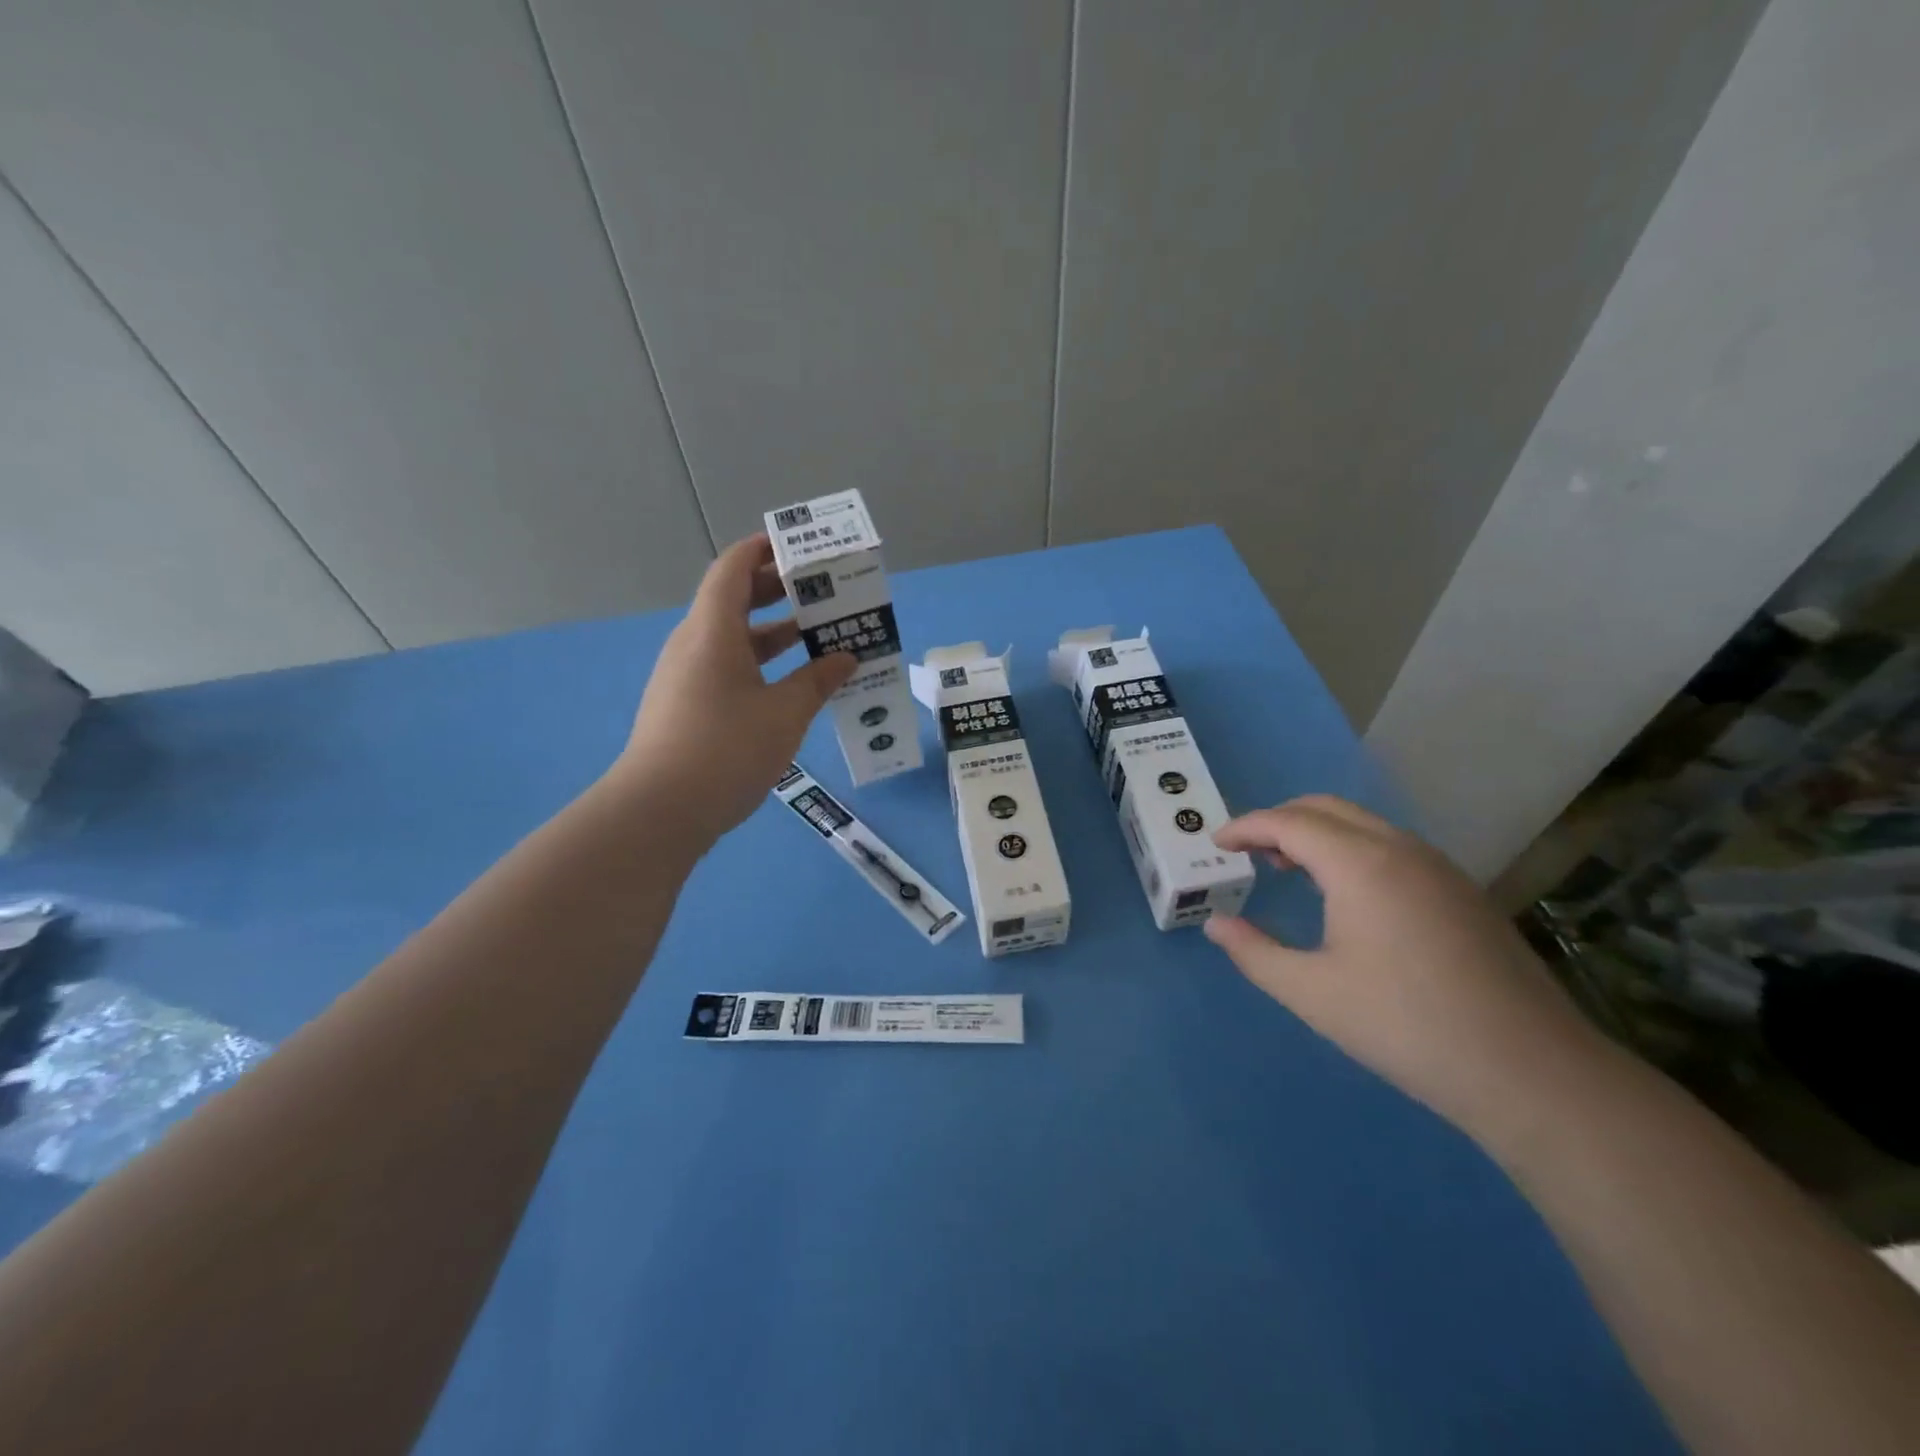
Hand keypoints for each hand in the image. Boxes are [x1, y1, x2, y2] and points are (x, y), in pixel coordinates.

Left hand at [613, 534, 854, 841]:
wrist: (659, 811)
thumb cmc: (726, 749)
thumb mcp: (784, 714)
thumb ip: (817, 681)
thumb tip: (846, 657)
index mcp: (713, 631)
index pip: (733, 569)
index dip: (763, 551)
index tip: (800, 549)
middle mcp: (693, 644)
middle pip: (733, 600)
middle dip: (777, 591)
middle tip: (822, 592)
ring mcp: (685, 677)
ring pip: (732, 639)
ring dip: (773, 633)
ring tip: (818, 636)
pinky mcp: (686, 706)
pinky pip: (727, 668)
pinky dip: (759, 664)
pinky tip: (790, 685)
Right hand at [1203, 796, 1615, 1140]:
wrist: (1531, 1072)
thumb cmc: (1406, 1026)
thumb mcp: (1311, 993)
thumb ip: (1254, 952)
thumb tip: (1217, 924)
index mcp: (1359, 864)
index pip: (1288, 822)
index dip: (1246, 827)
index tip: (1217, 845)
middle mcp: (1400, 849)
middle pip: (1326, 808)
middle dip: (1280, 820)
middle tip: (1249, 852)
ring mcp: (1439, 868)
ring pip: (1364, 824)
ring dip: (1319, 834)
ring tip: (1291, 871)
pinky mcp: (1463, 892)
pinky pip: (1392, 847)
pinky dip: (1353, 850)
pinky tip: (1349, 897)